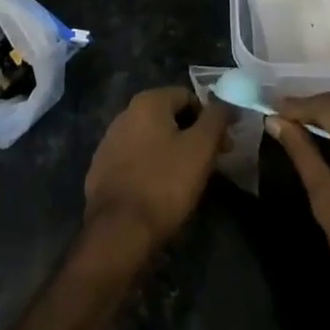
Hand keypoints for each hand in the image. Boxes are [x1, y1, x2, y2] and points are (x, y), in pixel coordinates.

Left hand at [83, 86, 230, 258]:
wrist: (118, 232)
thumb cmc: (164, 183)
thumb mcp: (201, 148)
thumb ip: (216, 118)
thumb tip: (227, 102)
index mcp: (148, 101)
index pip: (188, 97)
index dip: (210, 119)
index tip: (222, 146)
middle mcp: (125, 113)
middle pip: (169, 117)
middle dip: (192, 136)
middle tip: (209, 165)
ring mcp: (110, 141)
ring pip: (152, 139)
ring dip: (172, 151)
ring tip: (186, 180)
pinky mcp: (102, 168)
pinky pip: (135, 159)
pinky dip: (151, 167)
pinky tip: (159, 190)